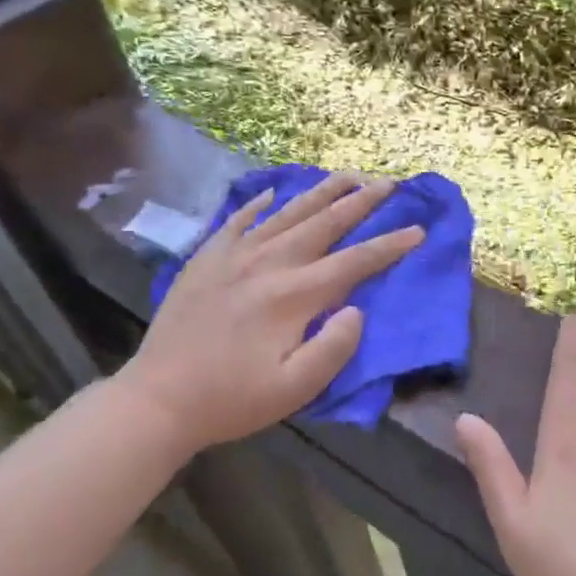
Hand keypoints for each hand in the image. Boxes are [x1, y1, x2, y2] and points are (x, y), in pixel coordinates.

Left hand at [115, 173, 422, 451]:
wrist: (157, 400)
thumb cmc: (232, 400)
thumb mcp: (295, 389)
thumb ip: (334, 347)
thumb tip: (356, 309)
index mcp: (293, 296)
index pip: (354, 262)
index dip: (389, 245)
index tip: (418, 230)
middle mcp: (268, 264)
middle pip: (324, 223)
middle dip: (361, 201)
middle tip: (388, 182)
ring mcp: (234, 257)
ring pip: (287, 213)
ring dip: (321, 192)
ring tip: (347, 175)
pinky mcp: (206, 260)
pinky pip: (238, 220)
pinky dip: (259, 204)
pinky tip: (273, 193)